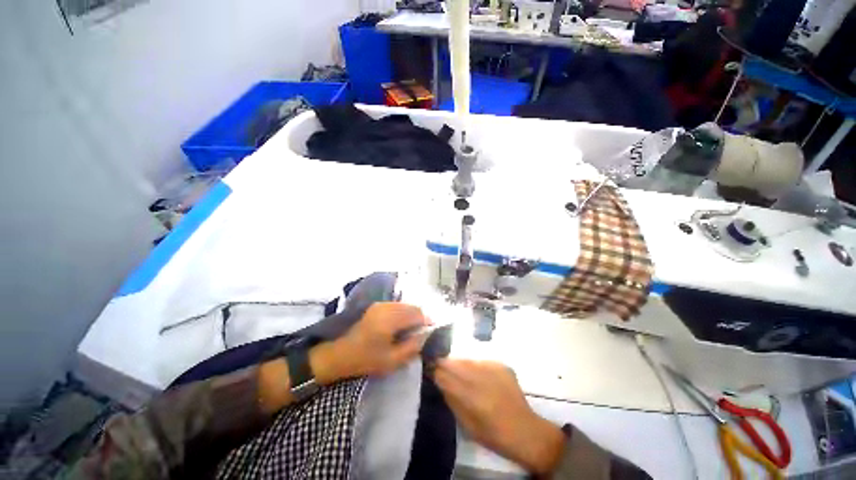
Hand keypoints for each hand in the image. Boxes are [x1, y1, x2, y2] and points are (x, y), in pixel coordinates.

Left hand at [313, 302, 430, 382]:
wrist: (339, 354)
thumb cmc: (365, 360)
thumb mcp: (392, 360)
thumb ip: (412, 347)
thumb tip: (425, 335)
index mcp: (390, 319)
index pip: (416, 313)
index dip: (427, 320)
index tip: (432, 329)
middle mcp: (386, 307)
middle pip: (411, 306)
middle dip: (420, 317)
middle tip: (423, 331)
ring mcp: (380, 305)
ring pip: (404, 305)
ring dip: (411, 314)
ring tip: (413, 329)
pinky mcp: (376, 306)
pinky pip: (396, 306)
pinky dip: (403, 313)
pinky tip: (401, 325)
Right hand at [434, 359, 565, 474]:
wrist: (525, 430)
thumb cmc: (493, 435)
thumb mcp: (467, 424)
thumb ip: (452, 400)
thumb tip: (439, 380)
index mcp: (472, 397)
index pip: (446, 376)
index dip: (435, 370)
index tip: (428, 367)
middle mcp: (481, 378)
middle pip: (455, 363)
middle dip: (444, 363)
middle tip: (437, 363)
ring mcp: (493, 369)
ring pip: (467, 360)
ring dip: (459, 363)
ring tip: (455, 368)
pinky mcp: (501, 365)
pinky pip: (480, 361)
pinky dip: (474, 365)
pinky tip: (476, 374)